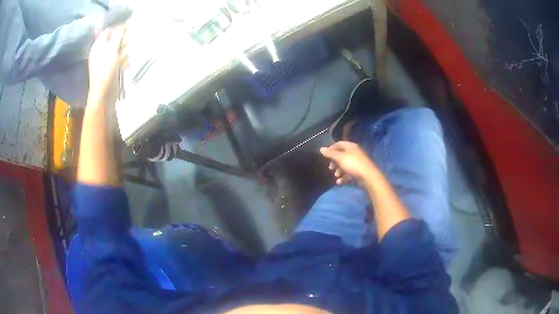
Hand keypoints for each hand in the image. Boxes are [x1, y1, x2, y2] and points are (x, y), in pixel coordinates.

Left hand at [87, 26, 128, 104]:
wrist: (104, 95)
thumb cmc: (105, 71)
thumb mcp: (111, 49)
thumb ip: (118, 35)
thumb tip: (124, 25)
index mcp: (98, 46)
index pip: (108, 31)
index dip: (118, 28)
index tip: (128, 29)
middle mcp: (101, 51)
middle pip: (116, 40)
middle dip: (122, 43)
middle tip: (124, 48)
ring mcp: (107, 60)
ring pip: (120, 50)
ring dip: (125, 53)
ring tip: (123, 60)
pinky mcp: (112, 68)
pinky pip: (121, 59)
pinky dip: (124, 61)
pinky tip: (125, 66)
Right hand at [320, 141, 377, 184]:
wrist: (368, 177)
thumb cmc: (353, 164)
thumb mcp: (339, 158)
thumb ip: (330, 154)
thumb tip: (321, 149)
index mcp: (350, 147)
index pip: (339, 144)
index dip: (331, 149)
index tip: (325, 156)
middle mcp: (354, 153)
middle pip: (341, 155)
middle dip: (334, 162)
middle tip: (330, 168)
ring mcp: (357, 162)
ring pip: (345, 165)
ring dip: (339, 170)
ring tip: (336, 175)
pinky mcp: (359, 171)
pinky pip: (349, 173)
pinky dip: (344, 177)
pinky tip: (339, 182)